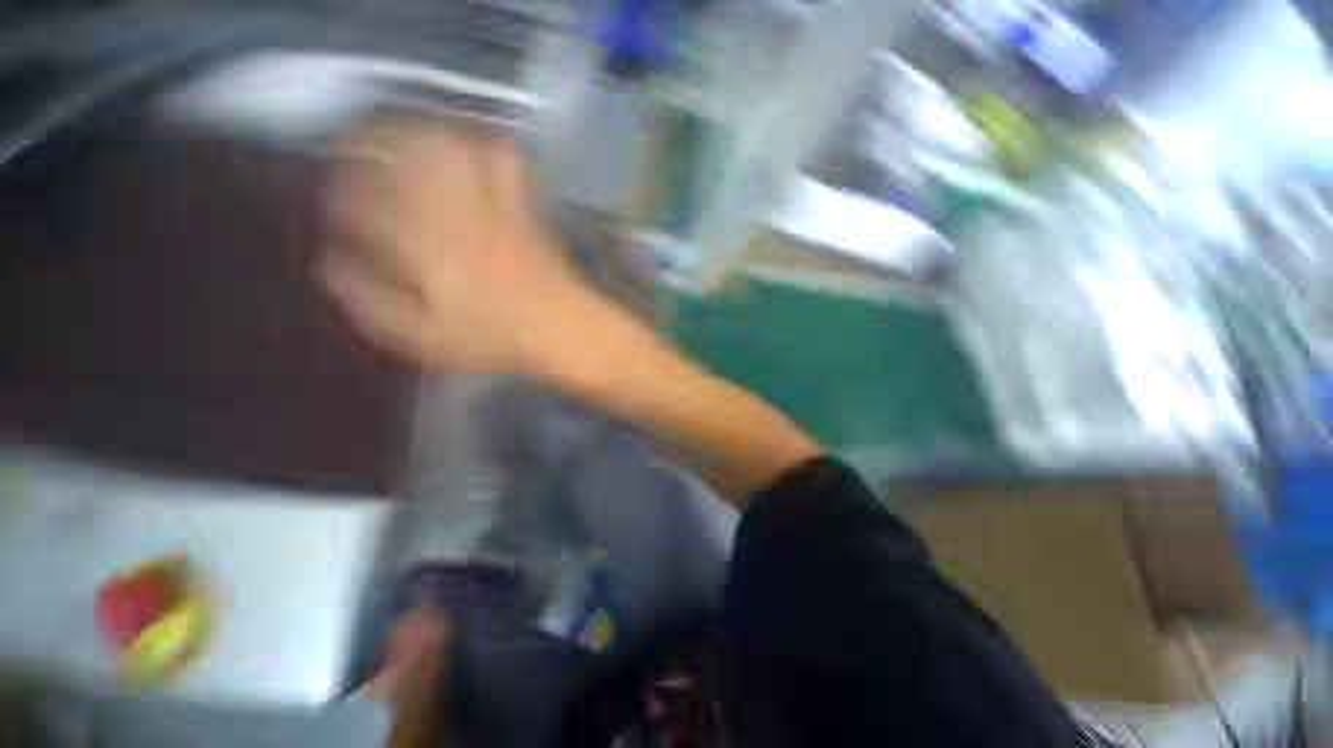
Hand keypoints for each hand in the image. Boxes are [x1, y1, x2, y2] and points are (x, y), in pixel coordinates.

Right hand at [320, 122, 576, 372]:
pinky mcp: (527, 208)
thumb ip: (373, 304)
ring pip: (448, 150)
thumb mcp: (426, 340)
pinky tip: (472, 147)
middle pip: (401, 162)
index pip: (366, 207)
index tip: (335, 201)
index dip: (342, 198)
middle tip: (354, 148)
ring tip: (402, 137)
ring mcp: (494, 209)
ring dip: (419, 134)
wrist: (564, 328)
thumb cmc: (498, 341)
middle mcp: (455, 220)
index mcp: (425, 254)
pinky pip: (507, 162)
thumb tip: (329, 266)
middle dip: (367, 146)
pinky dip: (486, 145)